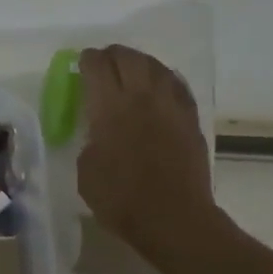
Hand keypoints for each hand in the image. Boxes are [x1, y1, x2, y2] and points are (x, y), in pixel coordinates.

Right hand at [77, 44, 218, 265]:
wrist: (174, 218)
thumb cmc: (122, 200)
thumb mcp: (87, 172)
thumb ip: (90, 141)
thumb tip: (99, 132)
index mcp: (111, 108)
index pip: (98, 67)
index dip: (87, 61)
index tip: (81, 64)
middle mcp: (142, 97)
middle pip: (128, 58)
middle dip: (112, 55)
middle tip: (103, 62)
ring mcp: (171, 106)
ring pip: (156, 66)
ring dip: (139, 62)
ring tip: (130, 69)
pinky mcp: (190, 119)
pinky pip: (177, 85)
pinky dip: (163, 78)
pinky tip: (159, 85)